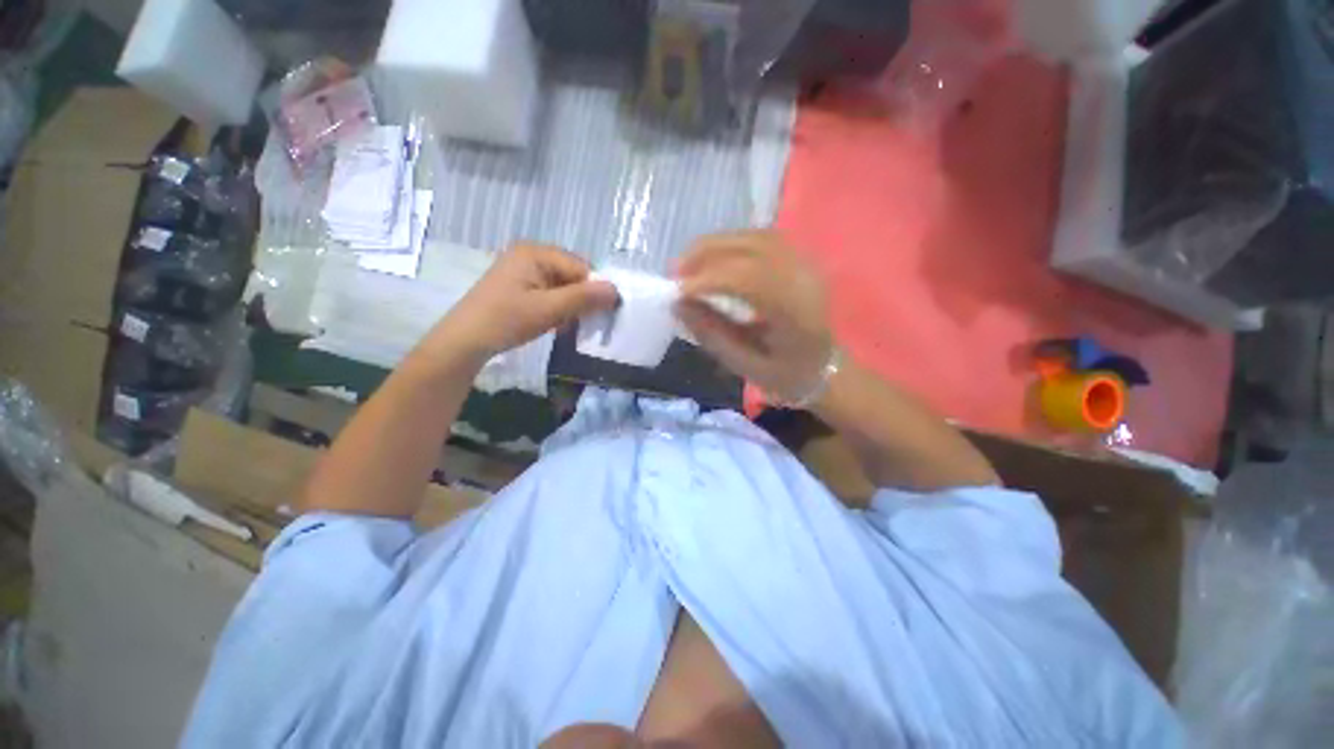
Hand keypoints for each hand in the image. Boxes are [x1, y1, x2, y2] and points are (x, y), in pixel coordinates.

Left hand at [429, 244, 618, 364]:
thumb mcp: (549, 309)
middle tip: (579, 321)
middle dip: (581, 299)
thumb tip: (617, 291)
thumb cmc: (506, 320)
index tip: (597, 315)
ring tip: (563, 325)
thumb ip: (584, 298)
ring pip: (564, 287)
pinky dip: (558, 309)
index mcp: (536, 252)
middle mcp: (531, 255)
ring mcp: (524, 271)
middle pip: (573, 275)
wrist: (465, 341)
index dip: (593, 290)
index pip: (581, 267)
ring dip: (570, 307)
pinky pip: (551, 294)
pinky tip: (553, 324)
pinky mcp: (521, 287)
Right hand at [674, 231, 834, 404]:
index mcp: (795, 312)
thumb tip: (678, 304)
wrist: (824, 368)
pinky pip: (761, 239)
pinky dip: (731, 244)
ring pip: (755, 237)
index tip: (677, 292)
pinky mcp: (799, 259)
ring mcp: (804, 264)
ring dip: (716, 245)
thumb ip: (712, 334)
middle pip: (751, 247)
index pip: (748, 278)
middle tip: (675, 271)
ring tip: (688, 263)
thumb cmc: (785, 375)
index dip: (708, 279)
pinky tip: (713, 258)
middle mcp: (803, 279)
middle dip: (707, 253)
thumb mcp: (745, 365)